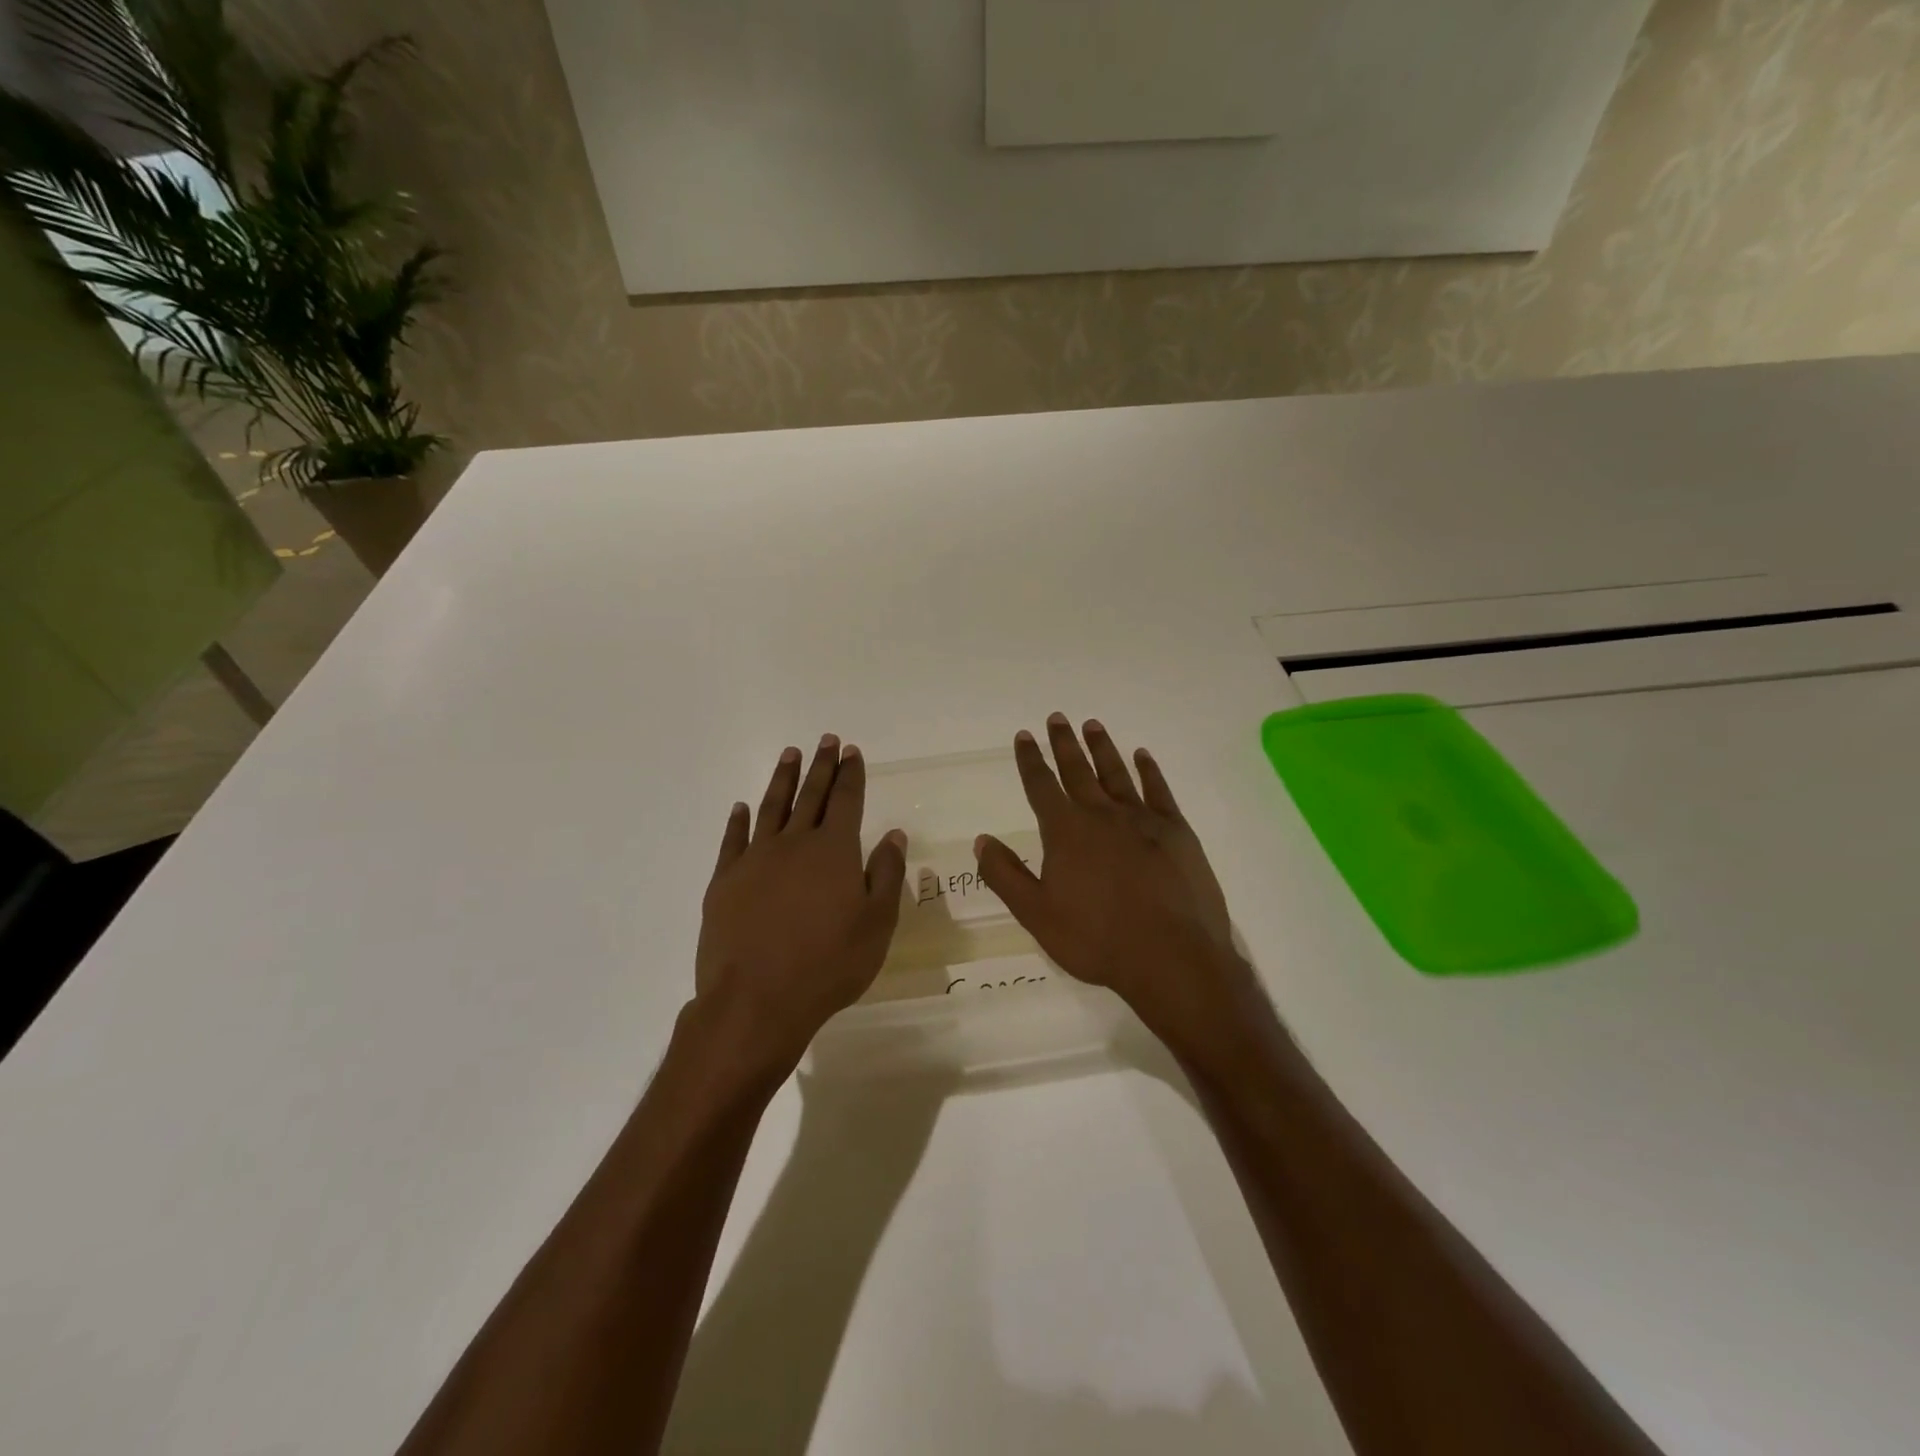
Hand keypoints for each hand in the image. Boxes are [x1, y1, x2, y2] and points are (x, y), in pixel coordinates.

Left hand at [694, 735, 907, 1078]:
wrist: (756, 1001)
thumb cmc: (828, 965)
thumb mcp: (876, 924)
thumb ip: (887, 875)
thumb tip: (893, 835)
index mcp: (834, 851)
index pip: (846, 801)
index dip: (851, 774)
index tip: (852, 751)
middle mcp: (794, 844)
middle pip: (811, 795)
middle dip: (821, 766)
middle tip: (826, 740)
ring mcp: (755, 860)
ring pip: (772, 808)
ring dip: (783, 780)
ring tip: (790, 755)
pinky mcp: (724, 882)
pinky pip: (733, 840)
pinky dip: (739, 821)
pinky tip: (742, 808)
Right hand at [974, 714, 1264, 1052]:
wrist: (1172, 957)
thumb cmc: (1097, 939)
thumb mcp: (1037, 915)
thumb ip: (1006, 875)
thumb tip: (982, 840)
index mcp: (1066, 832)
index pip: (1041, 786)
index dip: (1030, 760)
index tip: (1024, 735)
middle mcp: (1101, 815)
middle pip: (1078, 770)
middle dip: (1064, 743)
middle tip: (1057, 718)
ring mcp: (1142, 819)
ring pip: (1116, 773)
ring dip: (1102, 747)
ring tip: (1092, 725)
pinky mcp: (1177, 831)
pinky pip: (1159, 790)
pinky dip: (1149, 770)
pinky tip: (1142, 756)